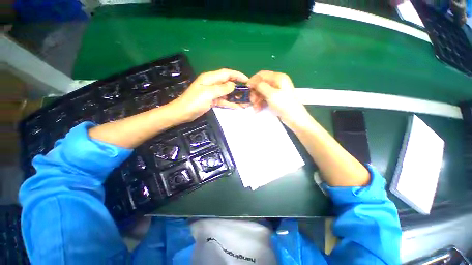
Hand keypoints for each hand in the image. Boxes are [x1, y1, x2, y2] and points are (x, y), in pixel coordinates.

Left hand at [173, 68, 248, 121]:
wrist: (183, 113)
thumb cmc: (194, 101)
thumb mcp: (208, 93)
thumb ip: (222, 88)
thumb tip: (233, 85)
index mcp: (210, 78)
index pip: (227, 73)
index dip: (237, 75)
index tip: (247, 80)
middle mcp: (212, 84)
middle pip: (228, 83)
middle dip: (238, 87)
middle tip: (248, 93)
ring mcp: (212, 93)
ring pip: (226, 93)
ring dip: (235, 97)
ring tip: (245, 101)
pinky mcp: (212, 101)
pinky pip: (223, 100)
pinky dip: (230, 103)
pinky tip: (237, 107)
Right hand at [247, 70, 308, 124]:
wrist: (294, 118)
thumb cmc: (284, 104)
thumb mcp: (271, 94)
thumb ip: (260, 86)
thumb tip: (251, 82)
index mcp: (278, 78)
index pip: (262, 74)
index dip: (253, 80)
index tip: (247, 88)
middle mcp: (277, 83)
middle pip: (261, 84)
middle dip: (255, 92)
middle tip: (252, 101)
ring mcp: (276, 91)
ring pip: (262, 92)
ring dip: (256, 99)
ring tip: (255, 107)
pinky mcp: (275, 99)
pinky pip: (264, 98)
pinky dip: (260, 103)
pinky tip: (258, 109)